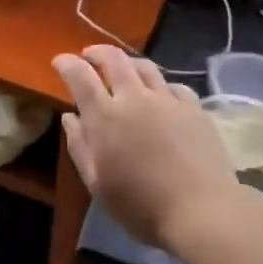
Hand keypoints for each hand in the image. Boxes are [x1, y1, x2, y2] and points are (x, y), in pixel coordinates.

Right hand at [53, 45, 244, 251]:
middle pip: (114, 59)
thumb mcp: (97, 183)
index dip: (67, 63)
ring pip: (145, 67)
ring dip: (128, 63)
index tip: (60, 61)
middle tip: (89, 56)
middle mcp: (135, 98)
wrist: (202, 211)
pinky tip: (161, 95)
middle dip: (97, 52)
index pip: (80, 76)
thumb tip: (70, 117)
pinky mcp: (194, 109)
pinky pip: (174, 85)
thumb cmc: (140, 206)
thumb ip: (79, 146)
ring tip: (123, 69)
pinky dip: (160, 85)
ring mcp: (168, 100)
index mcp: (105, 117)